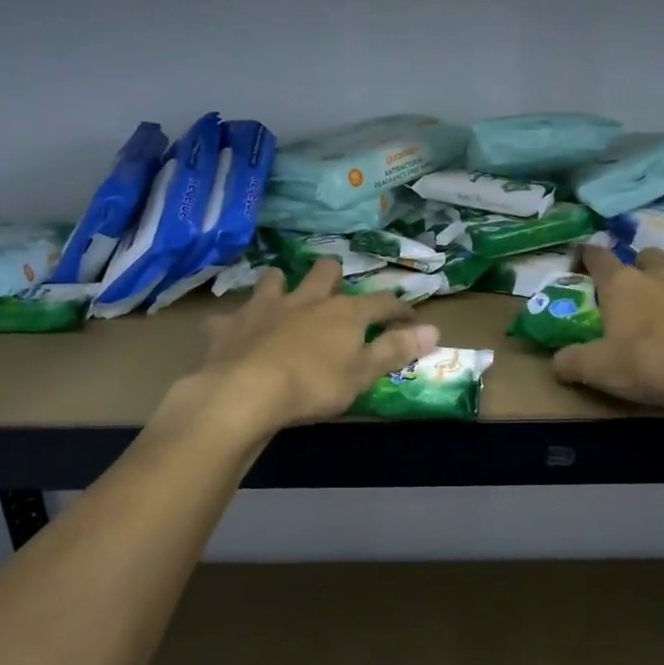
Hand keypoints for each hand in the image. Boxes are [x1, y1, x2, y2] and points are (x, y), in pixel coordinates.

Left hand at [184, 259, 441, 437]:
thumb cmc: (313, 385)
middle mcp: (306, 300)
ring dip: (281, 285)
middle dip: (334, 276)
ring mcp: (265, 307)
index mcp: (344, 313)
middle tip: (336, 292)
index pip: (382, 302)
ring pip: (276, 280)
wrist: (245, 391)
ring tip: (284, 296)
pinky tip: (233, 331)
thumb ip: (396, 349)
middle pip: (325, 272)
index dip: (399, 308)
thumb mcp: (363, 374)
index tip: (409, 316)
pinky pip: (230, 316)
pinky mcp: (231, 324)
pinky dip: (235, 322)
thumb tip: (434, 330)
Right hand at [554, 245, 663, 412]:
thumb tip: (555, 362)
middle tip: (628, 293)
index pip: (596, 255)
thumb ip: (571, 362)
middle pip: (640, 255)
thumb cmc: (651, 364)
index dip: (584, 256)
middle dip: (632, 268)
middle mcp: (654, 271)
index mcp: (620, 282)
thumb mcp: (599, 370)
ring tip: (663, 296)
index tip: (578, 265)